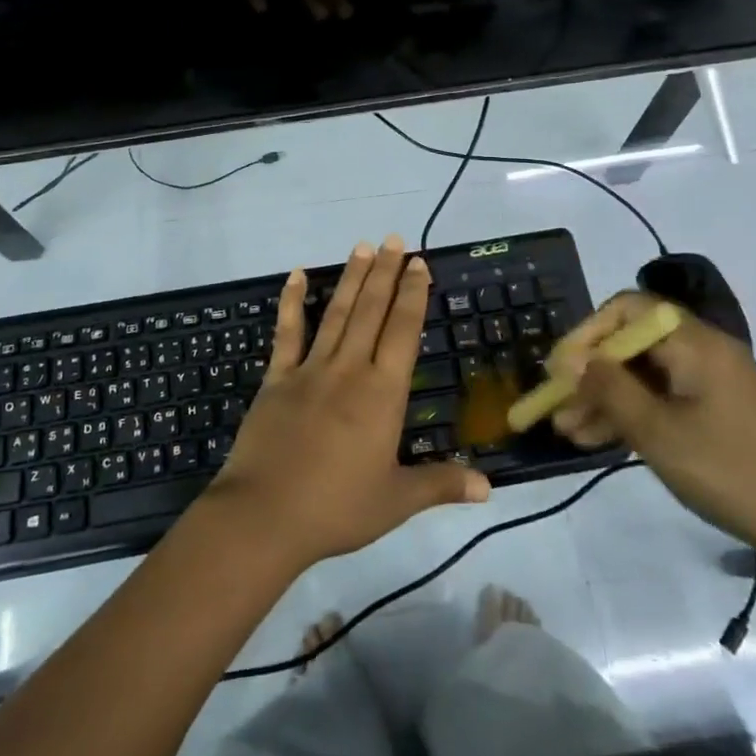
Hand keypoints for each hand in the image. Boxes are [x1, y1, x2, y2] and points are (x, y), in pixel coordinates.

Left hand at [206, 236, 490, 568]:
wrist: (265, 515)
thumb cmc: (337, 508)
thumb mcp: (396, 501)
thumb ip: (442, 484)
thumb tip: (489, 486)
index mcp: (382, 393)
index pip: (403, 331)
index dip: (413, 294)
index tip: (418, 263)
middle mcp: (349, 369)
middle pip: (372, 311)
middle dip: (386, 273)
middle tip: (394, 239)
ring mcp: (310, 369)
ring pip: (337, 313)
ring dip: (352, 279)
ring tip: (363, 247)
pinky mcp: (277, 378)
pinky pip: (287, 333)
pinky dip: (291, 302)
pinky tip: (297, 274)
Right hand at [550, 292, 755, 560]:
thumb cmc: (730, 470)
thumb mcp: (659, 432)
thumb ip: (610, 389)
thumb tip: (572, 360)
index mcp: (695, 343)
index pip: (628, 310)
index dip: (588, 332)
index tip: (561, 368)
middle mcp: (702, 351)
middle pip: (632, 344)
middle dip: (590, 373)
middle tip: (557, 405)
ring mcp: (710, 382)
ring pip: (643, 376)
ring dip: (604, 399)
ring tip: (566, 431)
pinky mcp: (714, 411)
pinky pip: (661, 399)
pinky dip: (631, 414)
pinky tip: (596, 440)